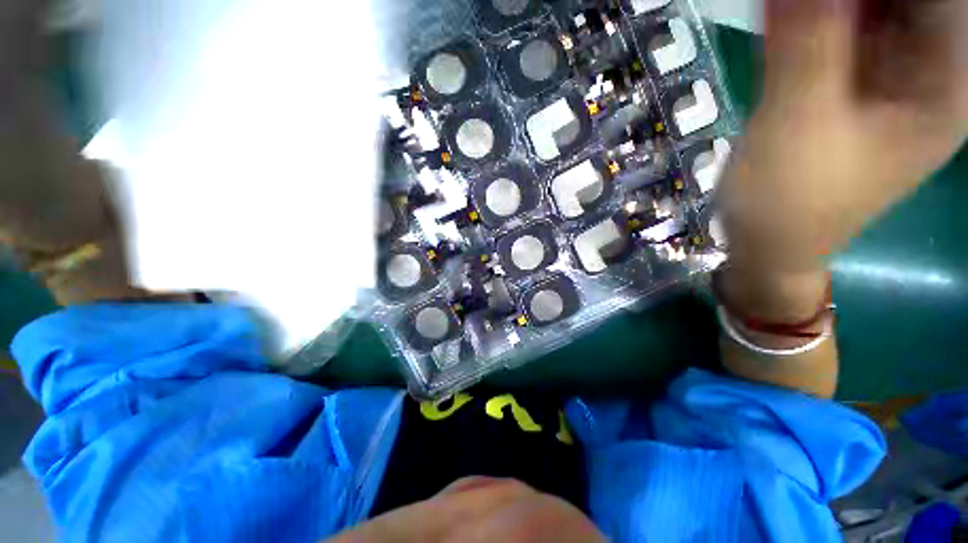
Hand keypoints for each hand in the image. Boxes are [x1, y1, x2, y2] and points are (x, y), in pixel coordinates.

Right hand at [720, 0, 967, 270]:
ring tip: (788, 7)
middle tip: (801, 1)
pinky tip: (784, 12)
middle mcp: (928, 67)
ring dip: (829, 1)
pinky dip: (814, 12)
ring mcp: (890, 71)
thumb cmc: (790, 201)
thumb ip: (807, 43)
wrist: (769, 238)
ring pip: (872, 5)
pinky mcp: (852, 79)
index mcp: (945, 83)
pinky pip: (841, 23)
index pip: (943, 1)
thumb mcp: (798, 125)